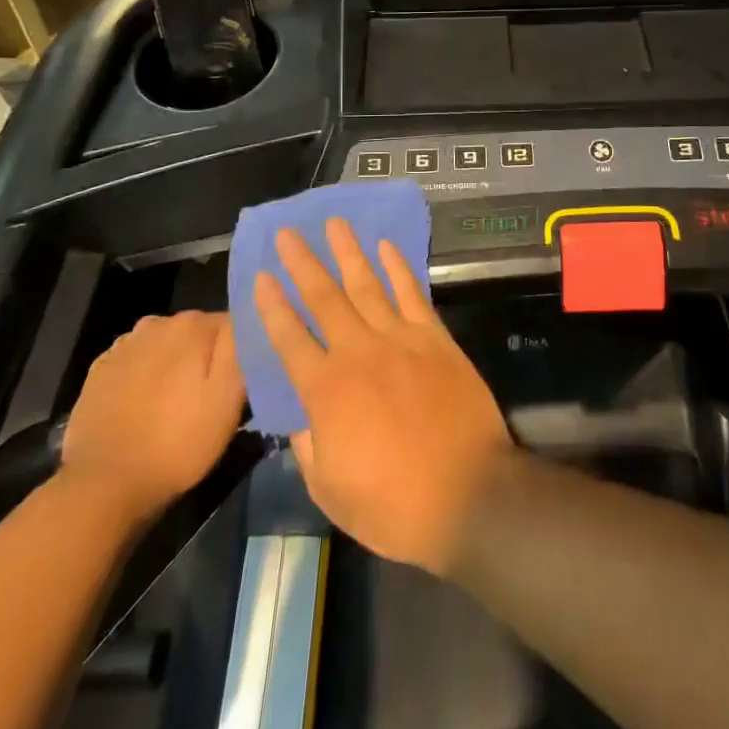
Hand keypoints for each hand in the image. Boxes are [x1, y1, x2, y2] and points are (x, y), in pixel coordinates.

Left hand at [61, 312, 244, 522]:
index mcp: (193, 325)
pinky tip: (145, 406)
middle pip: (197, 332)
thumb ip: (241, 348)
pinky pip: (136, 362)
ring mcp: (124, 346)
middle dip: (206, 355)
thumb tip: (248, 318)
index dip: (240, 351)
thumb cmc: (177, 443)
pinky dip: (144, 376)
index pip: (233, 323)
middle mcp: (158, 323)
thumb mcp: (228, 399)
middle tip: (210, 396)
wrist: (103, 486)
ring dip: (175, 364)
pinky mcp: (100, 371)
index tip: (240, 381)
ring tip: (176, 403)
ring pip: (165, 345)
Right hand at [256, 219, 511, 574]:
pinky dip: (398, 267)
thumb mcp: (330, 490)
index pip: (289, 338)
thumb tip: (301, 416)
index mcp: (326, 391)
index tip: (260, 277)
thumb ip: (309, 446)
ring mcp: (400, 339)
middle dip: (303, 263)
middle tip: (287, 233)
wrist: (467, 494)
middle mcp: (358, 353)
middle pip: (324, 298)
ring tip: (334, 223)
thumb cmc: (393, 505)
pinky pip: (411, 293)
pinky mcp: (435, 338)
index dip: (272, 306)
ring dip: (348, 252)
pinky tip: (386, 247)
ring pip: (367, 285)